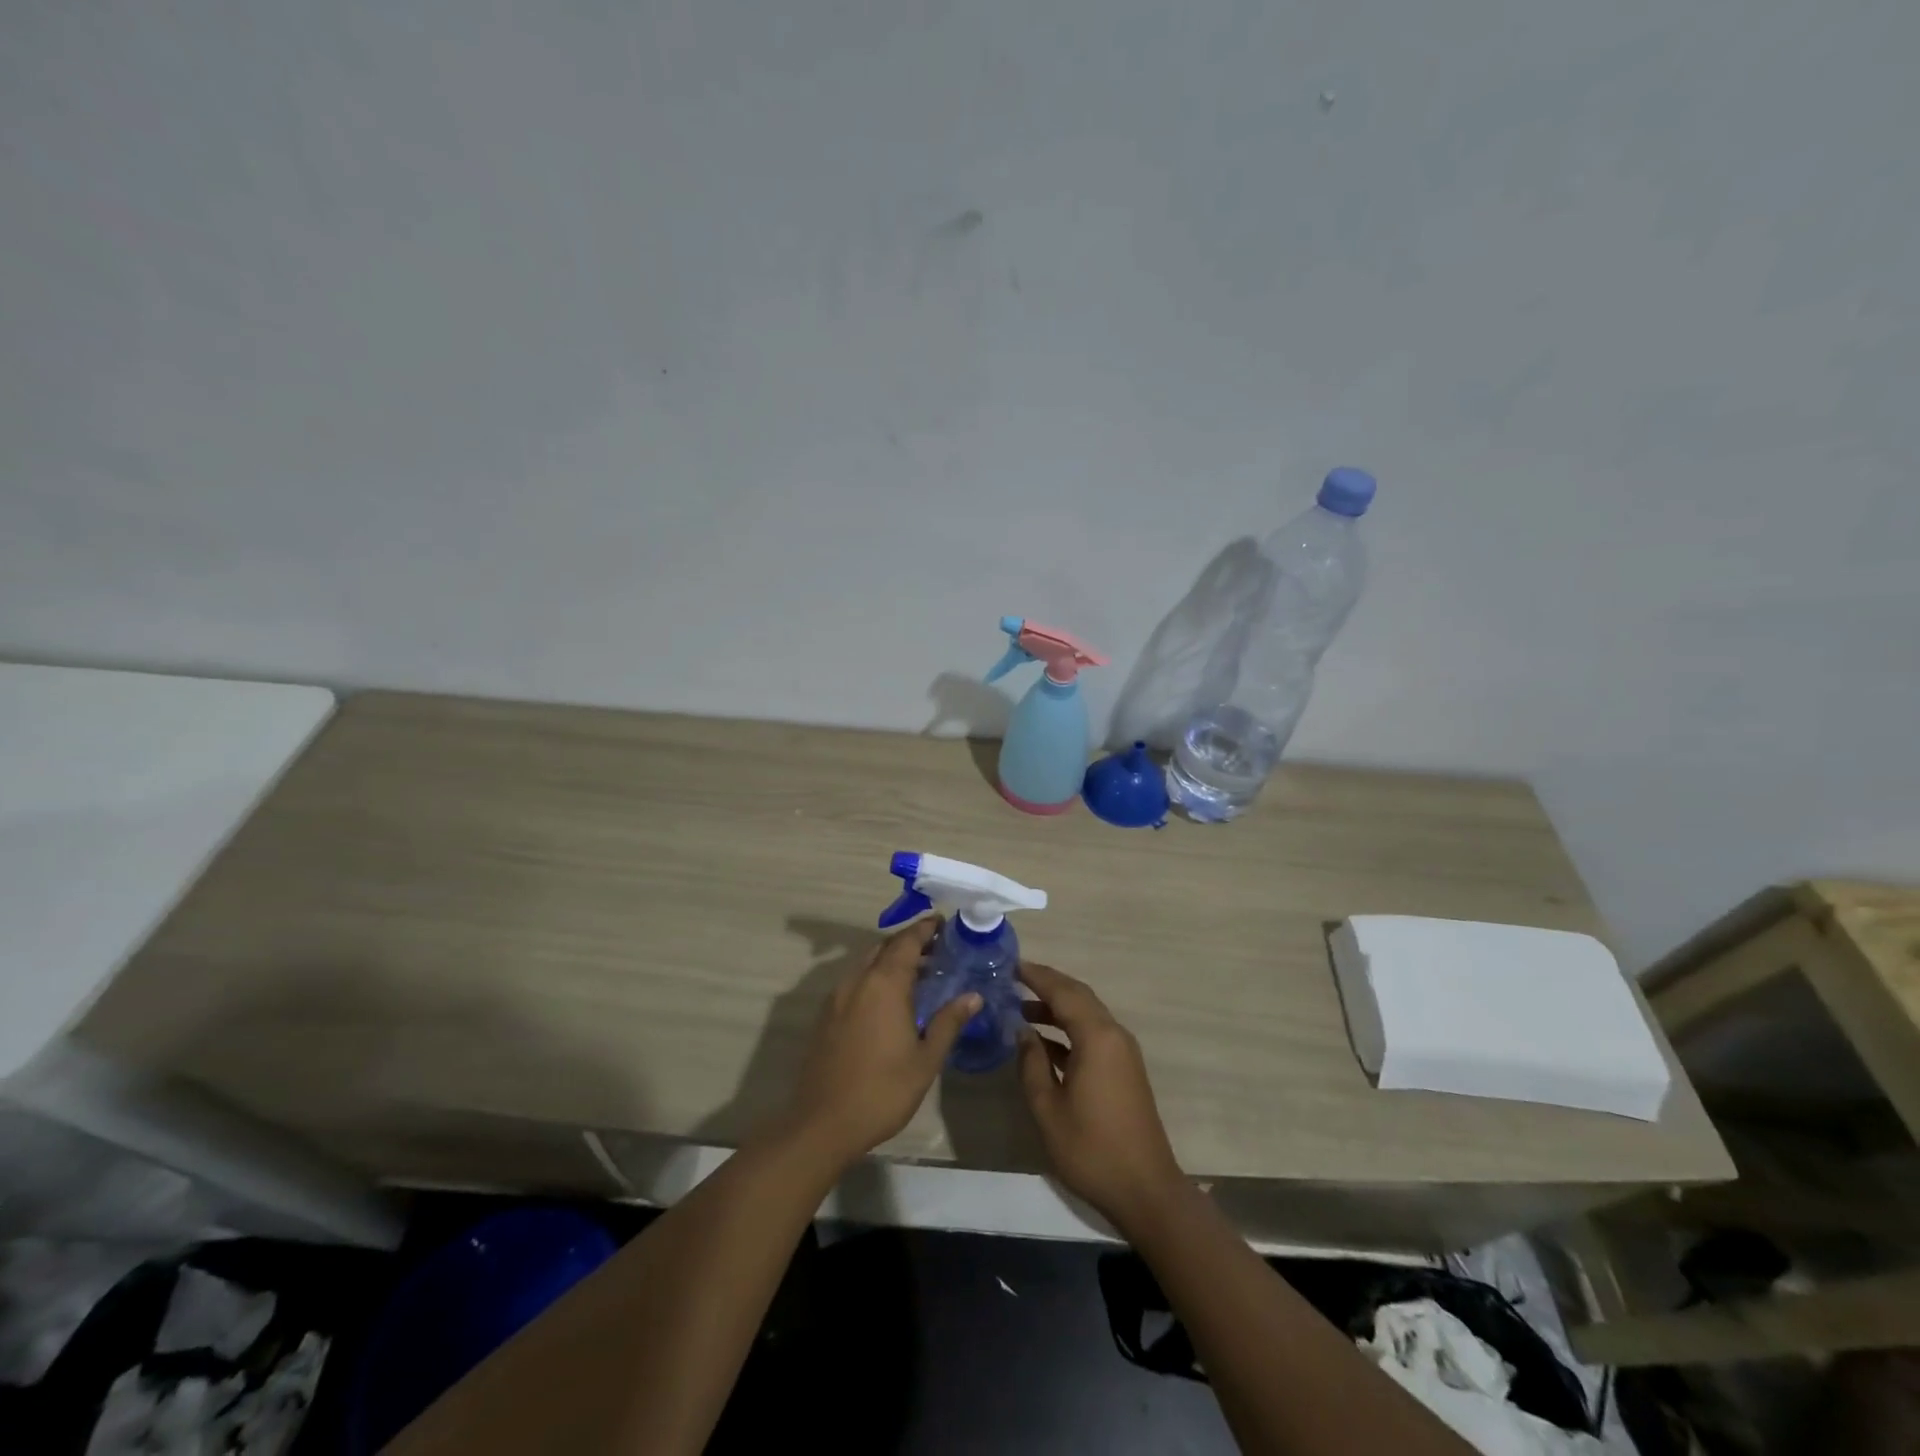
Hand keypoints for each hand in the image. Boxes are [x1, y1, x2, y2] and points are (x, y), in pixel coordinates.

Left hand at [782, 918, 979, 1168]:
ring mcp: (837, 997)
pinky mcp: (825, 1015)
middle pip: (885, 947)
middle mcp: (858, 980)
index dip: (925, 929)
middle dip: (909, 942)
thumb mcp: (925, 1059)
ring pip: (867, 963)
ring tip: (917, 973)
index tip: (943, 922)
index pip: (907, 941)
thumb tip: (973, 996)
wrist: (823, 1123)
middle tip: (936, 948)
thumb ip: (948, 1022)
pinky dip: (874, 977)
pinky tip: (888, 1000)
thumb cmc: (882, 1090)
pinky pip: (855, 981)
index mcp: (884, 984)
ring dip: (890, 959)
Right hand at [1017, 960, 1185, 1231]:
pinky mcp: (1124, 1070)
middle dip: (1047, 985)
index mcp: (1097, 1037)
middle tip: (1014, 979)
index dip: (1036, 976)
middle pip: (1078, 996)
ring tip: (1021, 1009)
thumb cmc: (1091, 1149)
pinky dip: (1068, 1029)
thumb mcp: (1048, 1108)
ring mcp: (1122, 1052)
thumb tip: (1023, 1032)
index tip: (1011, 965)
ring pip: (1087, 1014)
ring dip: (1057, 1008)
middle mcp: (1114, 1035)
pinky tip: (1043, 1042)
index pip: (1063, 992)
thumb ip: (1031, 1064)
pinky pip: (1093, 1034)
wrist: (1145, 1190)